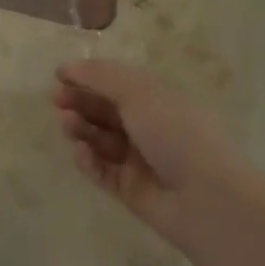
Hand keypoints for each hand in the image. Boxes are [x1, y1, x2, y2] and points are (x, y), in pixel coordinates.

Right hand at [53, 60, 252, 238]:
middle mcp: (149, 127)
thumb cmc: (176, 132)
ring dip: (80, 128)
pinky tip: (81, 152)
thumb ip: (99, 76)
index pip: (117, 82)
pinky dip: (89, 160)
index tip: (59, 75)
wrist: (208, 199)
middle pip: (105, 110)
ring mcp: (140, 160)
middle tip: (57, 100)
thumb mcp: (138, 92)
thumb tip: (67, 66)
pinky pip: (102, 170)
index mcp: (158, 99)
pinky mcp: (130, 190)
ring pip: (100, 139)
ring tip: (67, 124)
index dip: (88, 77)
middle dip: (79, 102)